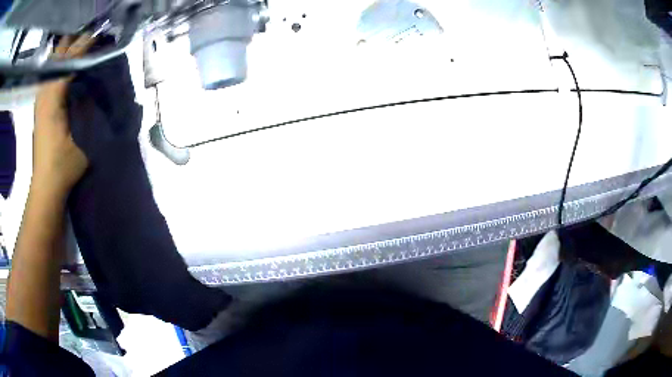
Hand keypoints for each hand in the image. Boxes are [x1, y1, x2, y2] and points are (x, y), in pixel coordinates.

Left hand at [33, 35, 94, 196]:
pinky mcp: (40, 106)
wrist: (45, 187)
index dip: (86, 44)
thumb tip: (101, 86)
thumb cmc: (63, 167)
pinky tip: (68, 63)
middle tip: (93, 36)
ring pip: (52, 61)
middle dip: (75, 41)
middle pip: (59, 54)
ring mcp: (40, 98)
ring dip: (67, 50)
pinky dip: (60, 63)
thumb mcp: (84, 140)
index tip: (103, 34)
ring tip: (83, 44)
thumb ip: (91, 111)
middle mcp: (44, 92)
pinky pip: (49, 73)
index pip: (71, 59)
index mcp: (53, 98)